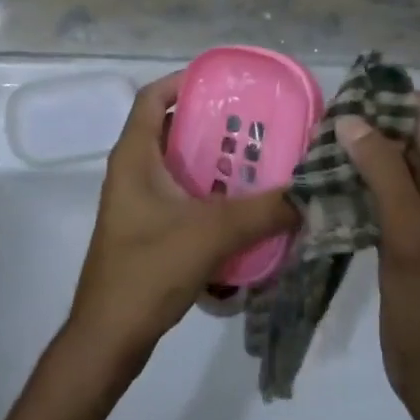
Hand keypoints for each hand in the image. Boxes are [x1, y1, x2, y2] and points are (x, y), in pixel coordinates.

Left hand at [66, 74, 298, 373]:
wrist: (109, 338)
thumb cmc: (148, 271)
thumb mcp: (210, 234)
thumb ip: (262, 212)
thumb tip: (310, 194)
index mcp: (134, 156)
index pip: (152, 97)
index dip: (184, 81)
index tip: (224, 84)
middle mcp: (132, 171)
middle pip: (171, 129)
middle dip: (211, 124)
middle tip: (256, 125)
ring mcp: (137, 202)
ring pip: (178, 166)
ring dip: (213, 162)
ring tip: (258, 162)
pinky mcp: (147, 230)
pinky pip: (181, 196)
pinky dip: (208, 194)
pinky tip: (243, 208)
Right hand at [338, 98, 419, 419]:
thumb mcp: (409, 235)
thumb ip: (384, 174)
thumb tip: (351, 120)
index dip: (387, 101)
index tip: (341, 100)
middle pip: (404, 136)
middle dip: (365, 127)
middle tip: (317, 127)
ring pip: (387, 164)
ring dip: (355, 155)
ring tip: (312, 150)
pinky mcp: (402, 233)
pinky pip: (377, 193)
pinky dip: (353, 183)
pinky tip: (321, 184)